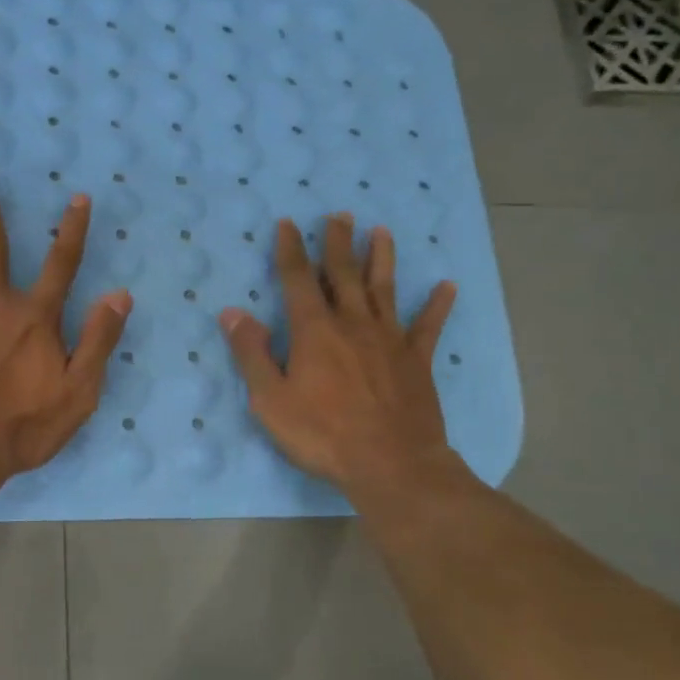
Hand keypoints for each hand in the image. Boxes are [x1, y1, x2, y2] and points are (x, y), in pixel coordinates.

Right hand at [221, 214, 462, 501]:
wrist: (391, 465)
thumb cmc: (322, 434)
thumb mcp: (271, 399)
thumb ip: (251, 353)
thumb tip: (232, 313)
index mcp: (314, 331)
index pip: (298, 280)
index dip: (290, 250)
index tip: (287, 224)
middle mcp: (353, 324)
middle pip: (343, 274)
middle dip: (338, 242)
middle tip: (339, 214)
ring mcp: (389, 340)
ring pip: (384, 289)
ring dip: (381, 258)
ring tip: (381, 231)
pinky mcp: (416, 361)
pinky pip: (428, 327)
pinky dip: (437, 305)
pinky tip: (447, 286)